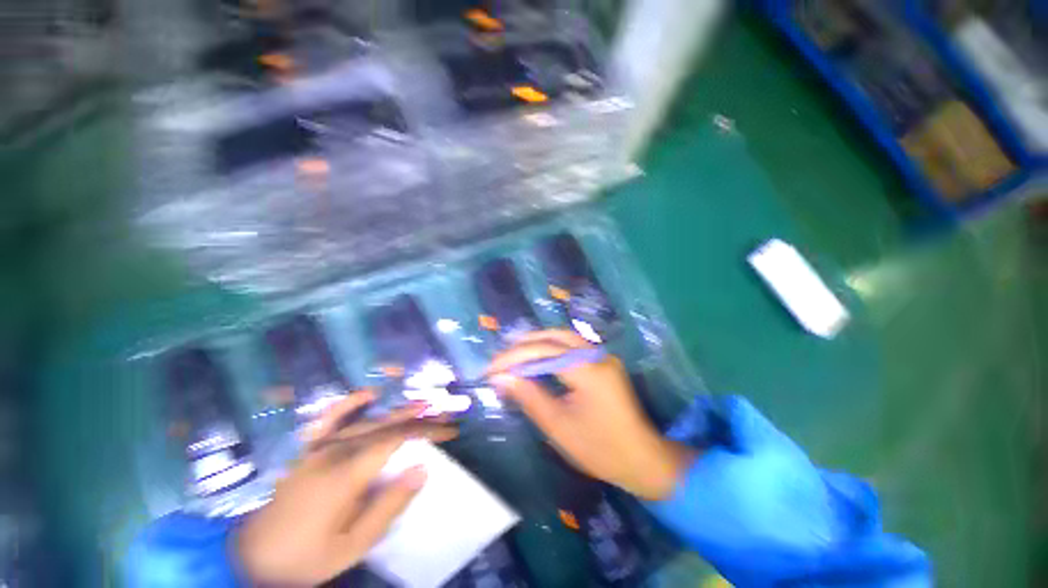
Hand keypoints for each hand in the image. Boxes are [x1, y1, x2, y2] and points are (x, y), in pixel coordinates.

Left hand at [235, 391, 456, 585]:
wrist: (252, 557)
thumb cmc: (307, 557)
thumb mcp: (353, 545)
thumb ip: (388, 506)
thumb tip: (422, 468)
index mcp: (347, 474)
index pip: (397, 440)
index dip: (427, 430)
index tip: (449, 430)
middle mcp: (334, 452)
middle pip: (386, 426)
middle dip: (419, 418)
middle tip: (444, 414)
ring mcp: (318, 448)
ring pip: (366, 422)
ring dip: (398, 412)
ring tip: (423, 404)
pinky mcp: (306, 449)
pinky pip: (330, 419)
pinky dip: (350, 404)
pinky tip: (369, 394)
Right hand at [487, 330, 694, 499]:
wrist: (643, 459)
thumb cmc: (600, 449)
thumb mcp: (559, 426)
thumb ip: (529, 396)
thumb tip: (501, 377)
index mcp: (588, 370)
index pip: (542, 352)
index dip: (513, 357)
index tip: (490, 369)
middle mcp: (597, 354)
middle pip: (553, 337)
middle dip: (523, 345)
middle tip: (499, 358)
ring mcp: (603, 355)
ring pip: (564, 337)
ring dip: (537, 342)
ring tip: (513, 353)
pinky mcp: (604, 361)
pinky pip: (573, 345)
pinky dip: (551, 347)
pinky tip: (538, 357)